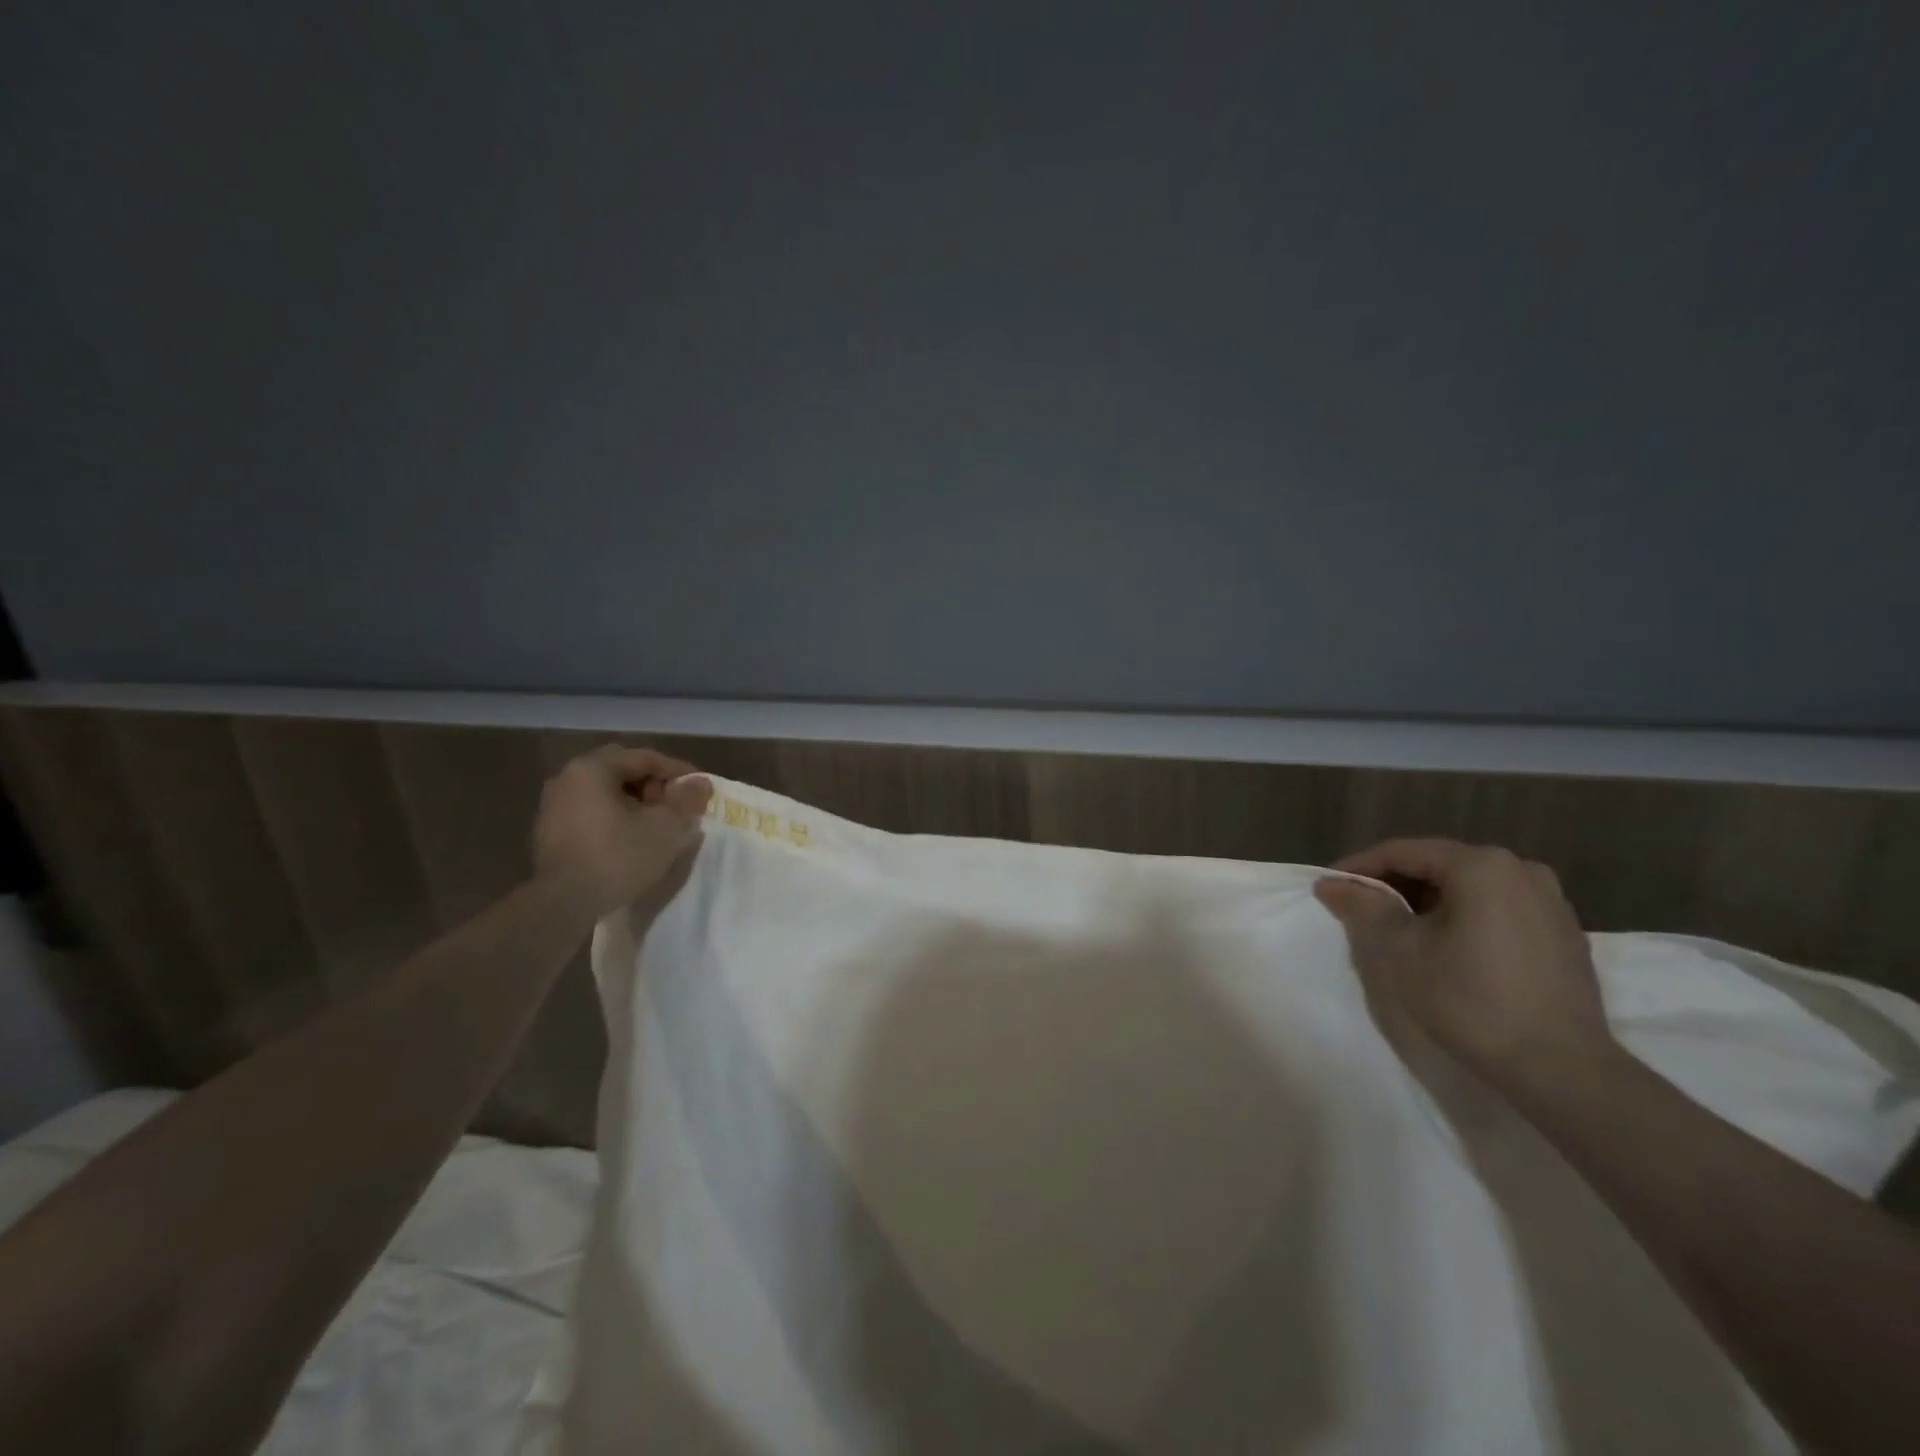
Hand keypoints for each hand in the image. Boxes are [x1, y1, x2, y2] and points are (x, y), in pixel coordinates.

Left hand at [532, 746, 712, 917]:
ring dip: (635, 800)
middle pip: (623, 770)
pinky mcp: (549, 830)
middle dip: (654, 784)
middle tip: (676, 804)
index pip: (645, 757)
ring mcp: (554, 804)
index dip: (678, 771)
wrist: (562, 905)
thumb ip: (687, 800)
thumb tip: (700, 783)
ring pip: (606, 791)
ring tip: (657, 823)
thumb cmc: (617, 857)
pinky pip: (591, 810)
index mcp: (593, 768)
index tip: (700, 789)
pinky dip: (615, 816)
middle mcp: (568, 777)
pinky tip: (631, 837)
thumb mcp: (666, 828)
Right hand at [1313, 839, 1613, 1097]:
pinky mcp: (1564, 933)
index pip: (1404, 852)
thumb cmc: (1471, 1001)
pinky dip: (1466, 916)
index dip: (1361, 867)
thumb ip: (1364, 907)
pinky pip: (1499, 907)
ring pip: (1471, 886)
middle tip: (1361, 908)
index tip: (1330, 886)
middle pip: (1440, 864)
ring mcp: (1550, 901)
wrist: (1562, 1069)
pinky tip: (1449, 945)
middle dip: (1396, 883)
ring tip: (1402, 928)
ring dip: (1430, 900)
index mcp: (1481, 866)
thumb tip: (1332, 884)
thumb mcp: (1401, 951)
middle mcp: (1521, 870)